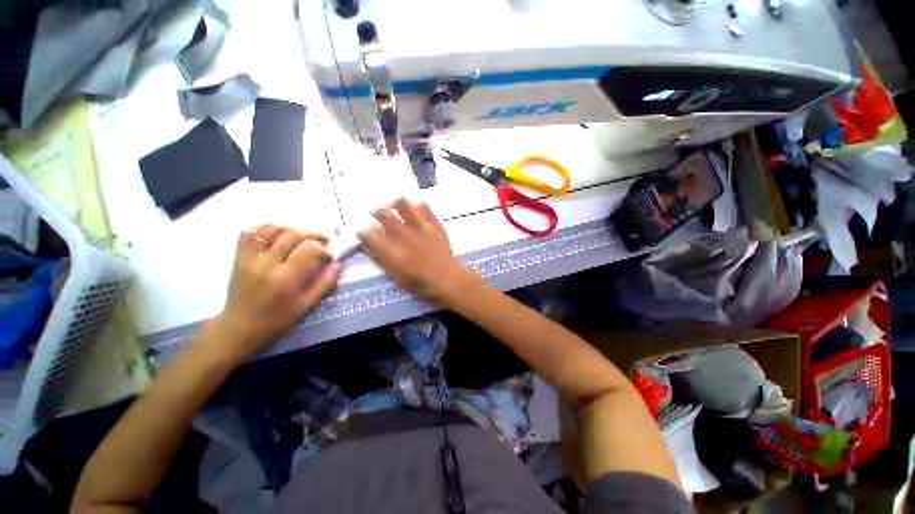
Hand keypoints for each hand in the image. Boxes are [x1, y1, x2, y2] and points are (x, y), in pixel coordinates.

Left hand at [213, 224, 338, 357]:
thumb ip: (324, 284)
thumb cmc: (276, 318)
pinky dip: (265, 228)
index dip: (323, 249)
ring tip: (301, 235)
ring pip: (270, 229)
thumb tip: (336, 266)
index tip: (328, 256)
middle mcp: (266, 264)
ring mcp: (249, 258)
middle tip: (322, 240)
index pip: (308, 250)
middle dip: (312, 233)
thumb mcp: (305, 305)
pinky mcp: (239, 257)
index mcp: (284, 279)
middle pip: (292, 234)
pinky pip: (249, 233)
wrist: (240, 325)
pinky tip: (277, 234)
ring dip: (290, 227)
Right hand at [357, 198, 479, 304]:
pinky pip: (424, 206)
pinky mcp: (435, 224)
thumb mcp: (396, 276)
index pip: (369, 234)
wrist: (448, 279)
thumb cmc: (421, 283)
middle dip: (375, 213)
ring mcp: (422, 228)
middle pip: (383, 214)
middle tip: (375, 216)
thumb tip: (368, 245)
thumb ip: (380, 259)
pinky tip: (415, 213)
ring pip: (403, 204)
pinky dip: (416, 207)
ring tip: (395, 209)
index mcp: (393, 252)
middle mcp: (405, 236)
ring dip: (395, 205)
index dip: (363, 232)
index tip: (363, 232)